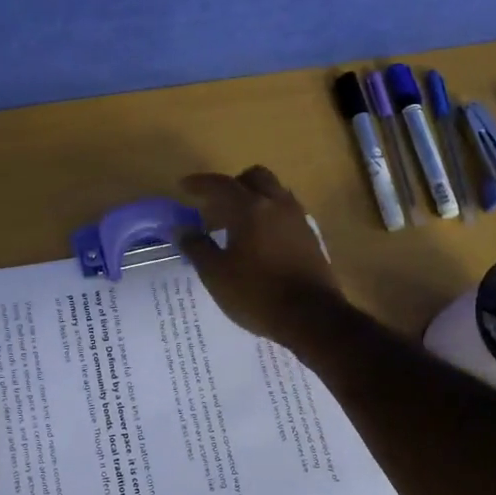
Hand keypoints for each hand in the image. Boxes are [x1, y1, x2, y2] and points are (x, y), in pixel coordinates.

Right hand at [177, 167, 346, 346]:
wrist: (312, 317)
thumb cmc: (257, 294)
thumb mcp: (216, 275)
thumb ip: (197, 248)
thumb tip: (183, 230)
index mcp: (250, 208)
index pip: (221, 184)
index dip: (199, 183)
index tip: (184, 187)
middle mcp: (277, 204)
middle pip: (254, 177)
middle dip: (232, 185)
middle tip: (215, 205)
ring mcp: (298, 219)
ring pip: (274, 192)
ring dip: (253, 198)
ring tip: (236, 223)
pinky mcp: (310, 236)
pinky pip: (286, 211)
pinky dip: (269, 214)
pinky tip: (259, 239)